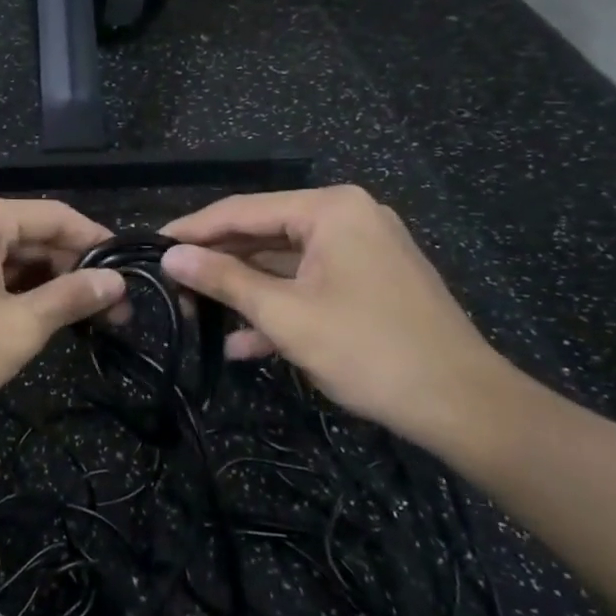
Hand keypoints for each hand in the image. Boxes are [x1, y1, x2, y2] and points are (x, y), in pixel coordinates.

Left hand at [0, 195, 126, 433]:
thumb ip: (71, 297)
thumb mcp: (18, 327)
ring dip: (48, 285)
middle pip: (34, 234)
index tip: (132, 274)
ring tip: (87, 320)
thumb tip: (116, 281)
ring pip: (11, 257)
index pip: (57, 215)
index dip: (98, 243)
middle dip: (74, 270)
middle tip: (115, 311)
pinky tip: (42, 319)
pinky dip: (17, 292)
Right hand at [160, 187, 513, 448]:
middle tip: (170, 286)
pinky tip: (241, 343)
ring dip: (243, 291)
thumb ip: (223, 280)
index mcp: (331, 209)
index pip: (243, 210)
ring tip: (195, 315)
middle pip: (263, 234)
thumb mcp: (285, 315)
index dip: (193, 230)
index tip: (151, 247)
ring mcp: (361, 251)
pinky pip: (309, 285)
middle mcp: (347, 218)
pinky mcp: (368, 283)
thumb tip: (169, 256)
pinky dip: (278, 308)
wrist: (464, 406)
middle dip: (218, 265)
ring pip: (283, 263)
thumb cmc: (368, 350)